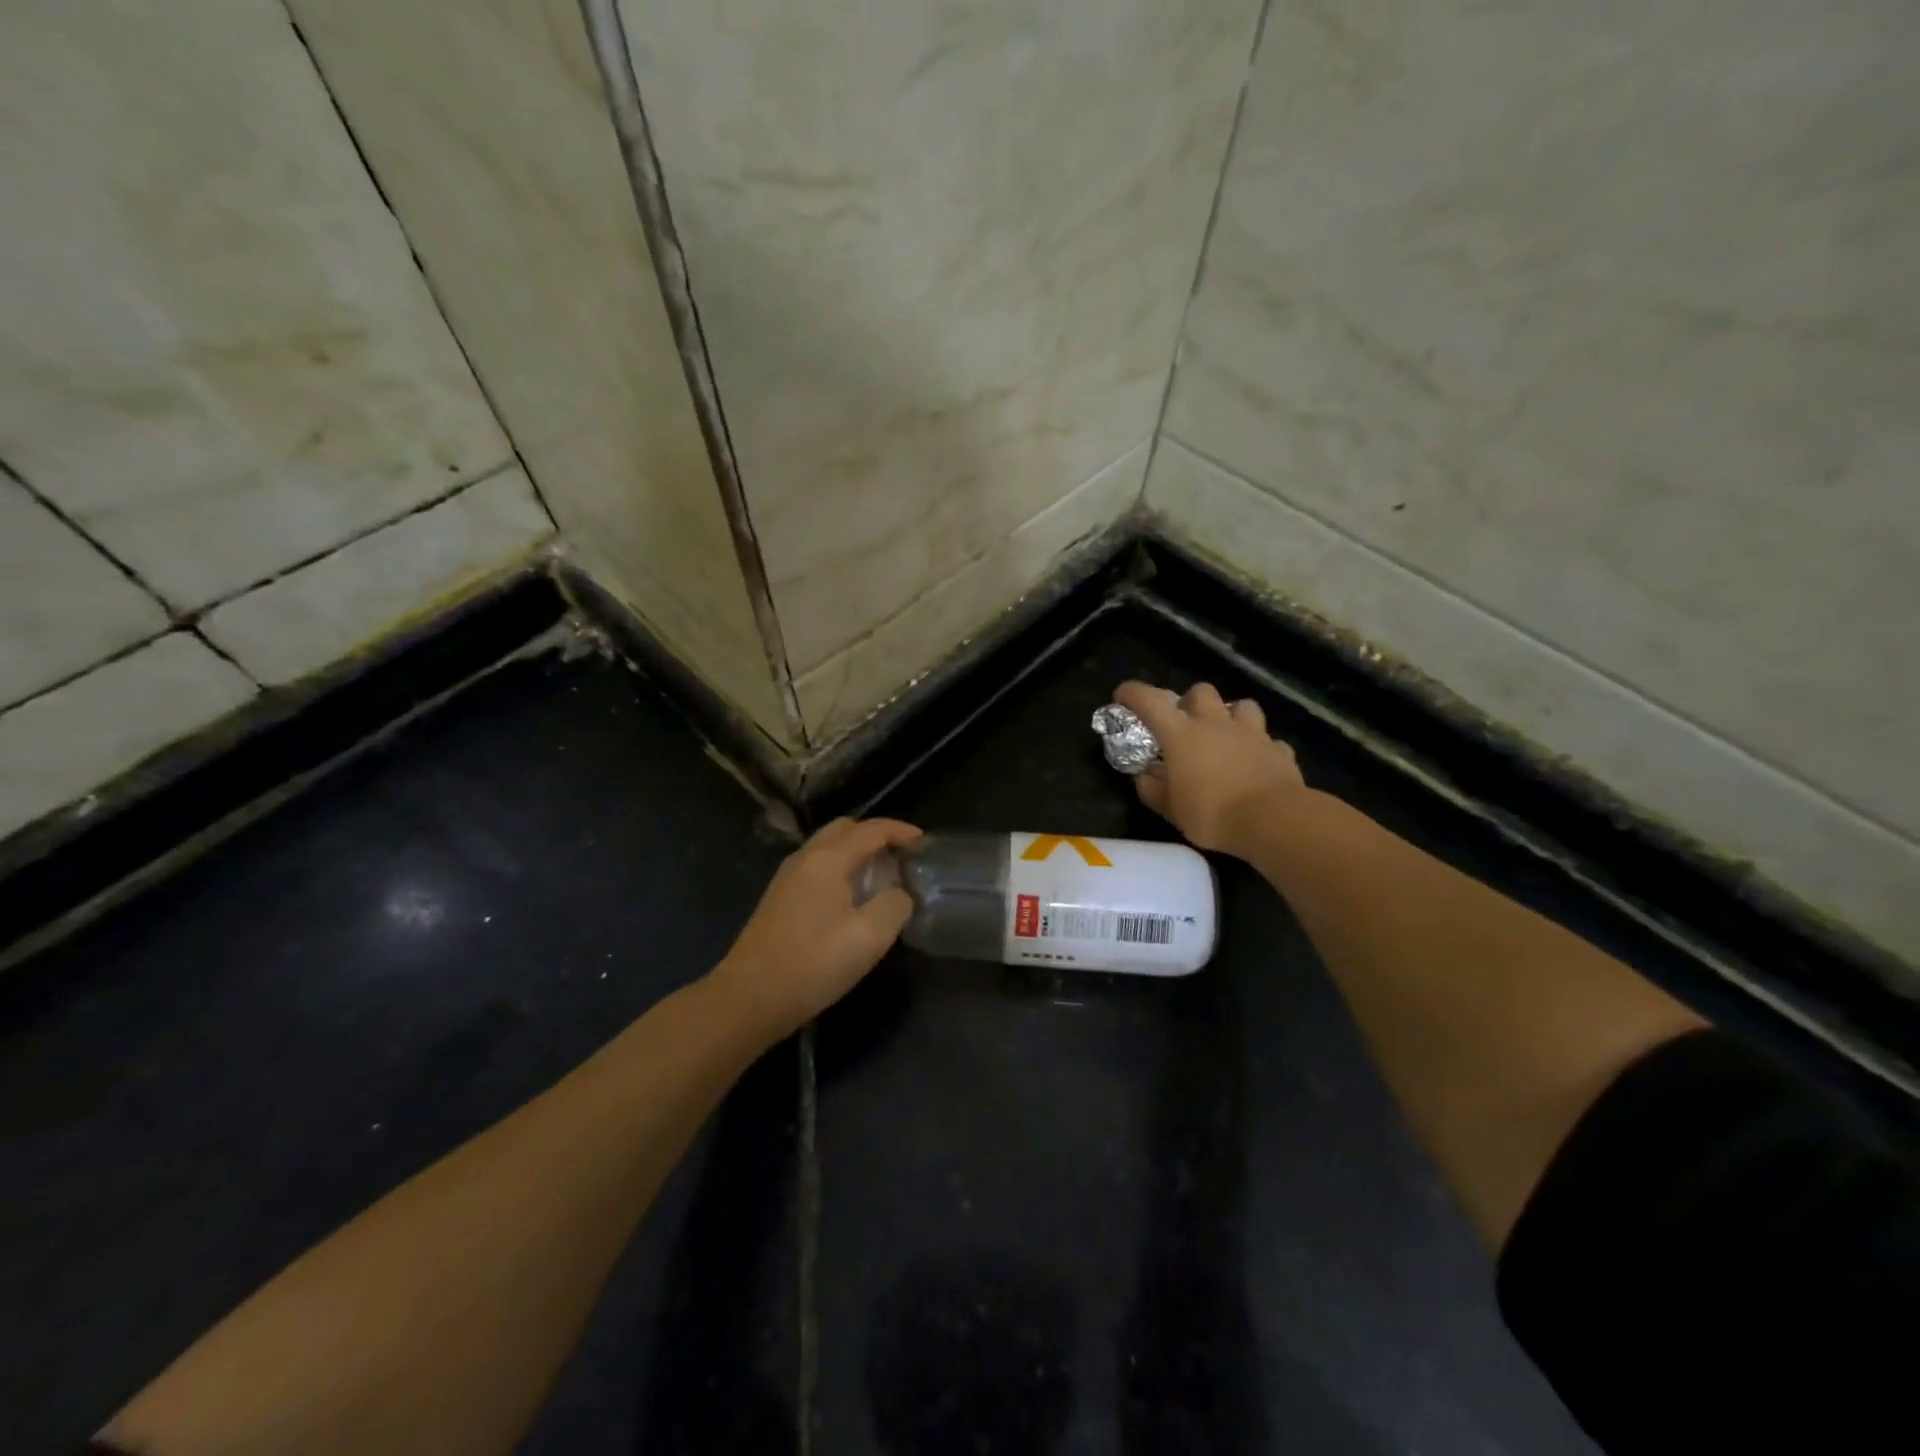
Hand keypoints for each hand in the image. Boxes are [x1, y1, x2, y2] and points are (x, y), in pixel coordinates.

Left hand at [712, 817, 921, 1036]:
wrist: (749, 998)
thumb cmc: (814, 963)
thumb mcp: (870, 937)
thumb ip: (895, 905)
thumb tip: (900, 894)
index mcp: (828, 859)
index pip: (870, 829)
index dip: (900, 830)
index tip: (923, 842)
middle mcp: (805, 858)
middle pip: (844, 829)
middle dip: (875, 835)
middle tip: (899, 857)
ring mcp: (787, 878)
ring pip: (827, 848)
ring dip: (855, 852)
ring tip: (880, 877)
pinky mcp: (779, 899)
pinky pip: (816, 867)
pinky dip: (839, 868)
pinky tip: (850, 898)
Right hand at [1113, 681, 1306, 856]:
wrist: (1274, 820)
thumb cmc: (1212, 813)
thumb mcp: (1170, 809)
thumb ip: (1151, 789)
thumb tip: (1143, 775)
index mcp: (1182, 734)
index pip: (1149, 701)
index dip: (1132, 693)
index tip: (1122, 697)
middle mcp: (1216, 724)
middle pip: (1201, 692)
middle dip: (1190, 702)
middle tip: (1186, 725)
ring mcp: (1252, 733)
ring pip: (1241, 706)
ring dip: (1230, 716)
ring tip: (1225, 736)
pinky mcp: (1279, 750)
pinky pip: (1268, 740)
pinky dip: (1260, 747)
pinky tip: (1256, 763)